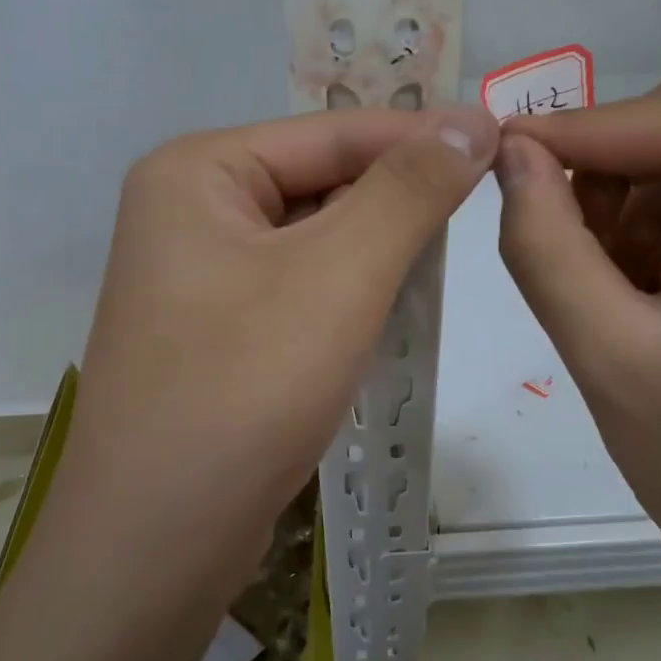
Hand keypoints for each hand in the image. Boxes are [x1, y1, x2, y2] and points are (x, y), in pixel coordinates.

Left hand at [52, 104, 497, 598]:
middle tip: (483, 213)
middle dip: (396, 203)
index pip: (333, 133)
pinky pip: (295, 288)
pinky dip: (346, 295)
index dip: (422, 137)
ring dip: (376, 253)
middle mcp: (186, 211)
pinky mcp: (212, 332)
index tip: (505, 143)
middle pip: (319, 183)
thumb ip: (408, 190)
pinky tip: (386, 315)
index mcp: (196, 172)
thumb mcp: (340, 276)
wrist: (155, 545)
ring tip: (441, 267)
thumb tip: (471, 116)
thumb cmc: (244, 391)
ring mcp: (194, 277)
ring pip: (312, 240)